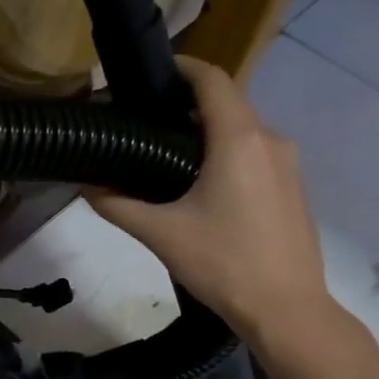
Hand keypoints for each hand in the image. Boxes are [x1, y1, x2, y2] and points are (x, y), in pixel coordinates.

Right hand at [88, 57, 338, 351]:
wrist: (287, 311)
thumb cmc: (224, 264)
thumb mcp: (161, 234)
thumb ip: (117, 204)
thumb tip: (85, 186)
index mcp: (239, 139)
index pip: (211, 79)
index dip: (181, 67)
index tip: (149, 75)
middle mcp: (270, 140)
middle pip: (227, 102)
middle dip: (188, 102)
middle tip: (146, 120)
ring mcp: (287, 165)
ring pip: (243, 129)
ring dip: (208, 130)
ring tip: (166, 153)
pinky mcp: (292, 189)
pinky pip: (256, 153)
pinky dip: (227, 153)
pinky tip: (201, 185)